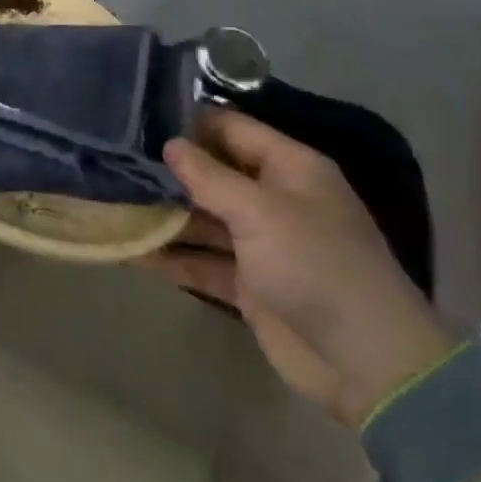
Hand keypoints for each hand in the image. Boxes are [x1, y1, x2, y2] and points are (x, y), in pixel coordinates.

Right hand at [142, 110, 457, 425]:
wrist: (366, 363)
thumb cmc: (315, 265)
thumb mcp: (260, 212)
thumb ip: (210, 177)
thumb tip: (170, 144)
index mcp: (290, 167)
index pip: (233, 129)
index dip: (191, 122)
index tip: (141, 118)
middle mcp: (275, 198)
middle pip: (215, 173)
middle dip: (171, 170)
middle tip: (117, 161)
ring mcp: (262, 243)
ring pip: (205, 218)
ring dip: (167, 215)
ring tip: (114, 203)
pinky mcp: (251, 285)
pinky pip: (206, 261)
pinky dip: (175, 258)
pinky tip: (133, 253)